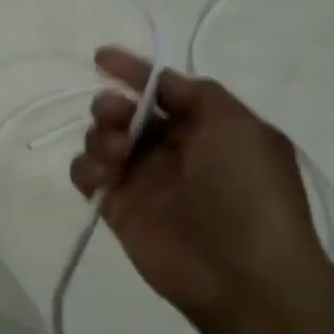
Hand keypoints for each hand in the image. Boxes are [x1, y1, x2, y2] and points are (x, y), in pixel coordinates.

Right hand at [68, 47, 329, 325]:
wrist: (245, 275)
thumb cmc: (247, 191)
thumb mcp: (238, 125)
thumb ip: (197, 93)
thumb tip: (162, 84)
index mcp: (206, 127)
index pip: (162, 89)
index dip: (133, 71)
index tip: (100, 58)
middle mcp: (173, 149)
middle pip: (126, 111)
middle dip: (113, 105)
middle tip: (117, 119)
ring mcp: (144, 180)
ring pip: (102, 139)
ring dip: (101, 134)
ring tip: (117, 154)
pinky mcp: (119, 208)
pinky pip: (88, 175)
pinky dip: (86, 168)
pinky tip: (103, 178)